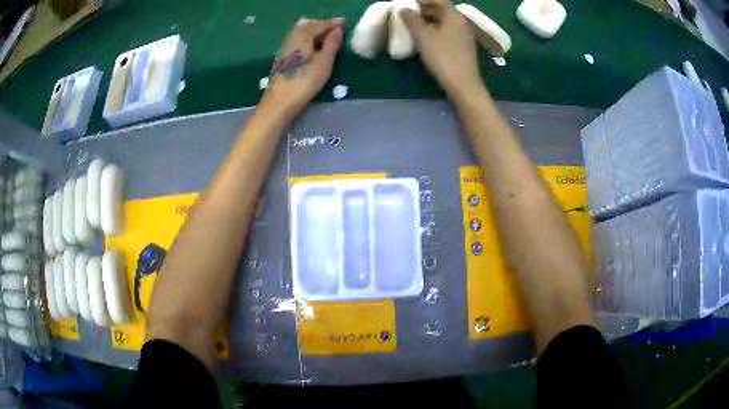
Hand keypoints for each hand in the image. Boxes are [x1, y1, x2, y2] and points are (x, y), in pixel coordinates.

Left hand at [262, 18, 344, 119]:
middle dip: (321, 24)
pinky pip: (296, 40)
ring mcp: (285, 48)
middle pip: (307, 25)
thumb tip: (337, 30)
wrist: (280, 102)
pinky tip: (312, 46)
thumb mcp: (324, 62)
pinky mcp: (282, 58)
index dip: (332, 23)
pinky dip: (307, 38)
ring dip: (313, 31)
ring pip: (300, 32)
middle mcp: (292, 38)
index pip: (319, 24)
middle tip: (335, 28)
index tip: (344, 21)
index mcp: (303, 36)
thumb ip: (332, 44)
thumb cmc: (305, 81)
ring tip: (326, 36)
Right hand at [400, 0, 481, 94]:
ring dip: (430, 19)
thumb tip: (403, 9)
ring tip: (414, 23)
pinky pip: (448, 31)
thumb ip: (412, 20)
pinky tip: (426, 36)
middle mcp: (462, 23)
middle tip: (409, 11)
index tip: (410, 2)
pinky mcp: (463, 47)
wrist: (463, 85)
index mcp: (454, 16)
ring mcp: (464, 35)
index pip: (439, 0)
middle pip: (443, 9)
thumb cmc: (443, 57)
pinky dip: (436, 28)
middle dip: (425, 8)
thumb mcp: (423, 37)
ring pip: (445, 21)